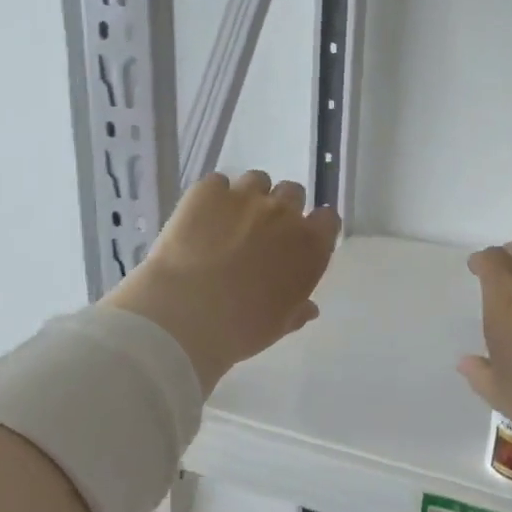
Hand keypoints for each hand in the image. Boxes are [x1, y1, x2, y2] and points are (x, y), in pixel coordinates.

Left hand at [104, 171, 339, 394]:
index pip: (327, 220)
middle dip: (281, 209)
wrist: (184, 315)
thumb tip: (308, 307)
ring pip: (257, 181)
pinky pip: (217, 183)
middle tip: (261, 233)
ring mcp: (245, 197)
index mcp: (309, 247)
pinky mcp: (207, 191)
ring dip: (249, 197)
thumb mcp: (276, 327)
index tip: (300, 241)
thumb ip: (297, 310)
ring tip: (229, 221)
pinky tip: (199, 220)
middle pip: (293, 193)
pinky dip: (212, 197)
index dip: (314, 228)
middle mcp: (283, 214)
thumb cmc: (240, 330)